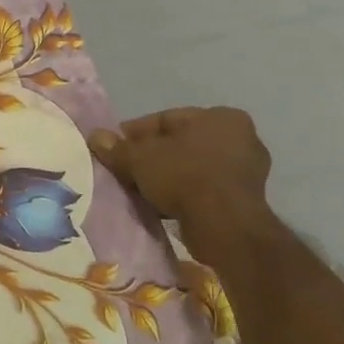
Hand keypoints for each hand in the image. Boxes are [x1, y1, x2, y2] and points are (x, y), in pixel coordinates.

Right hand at [89, 107, 271, 227]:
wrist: (225, 226)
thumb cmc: (184, 176)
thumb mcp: (139, 158)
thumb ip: (117, 147)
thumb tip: (95, 136)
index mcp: (220, 117)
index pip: (166, 119)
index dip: (136, 133)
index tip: (116, 148)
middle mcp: (241, 138)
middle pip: (180, 144)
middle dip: (153, 156)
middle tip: (126, 169)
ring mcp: (248, 171)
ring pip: (192, 167)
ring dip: (167, 177)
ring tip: (141, 191)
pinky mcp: (247, 200)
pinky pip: (205, 189)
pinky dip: (184, 194)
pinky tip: (162, 205)